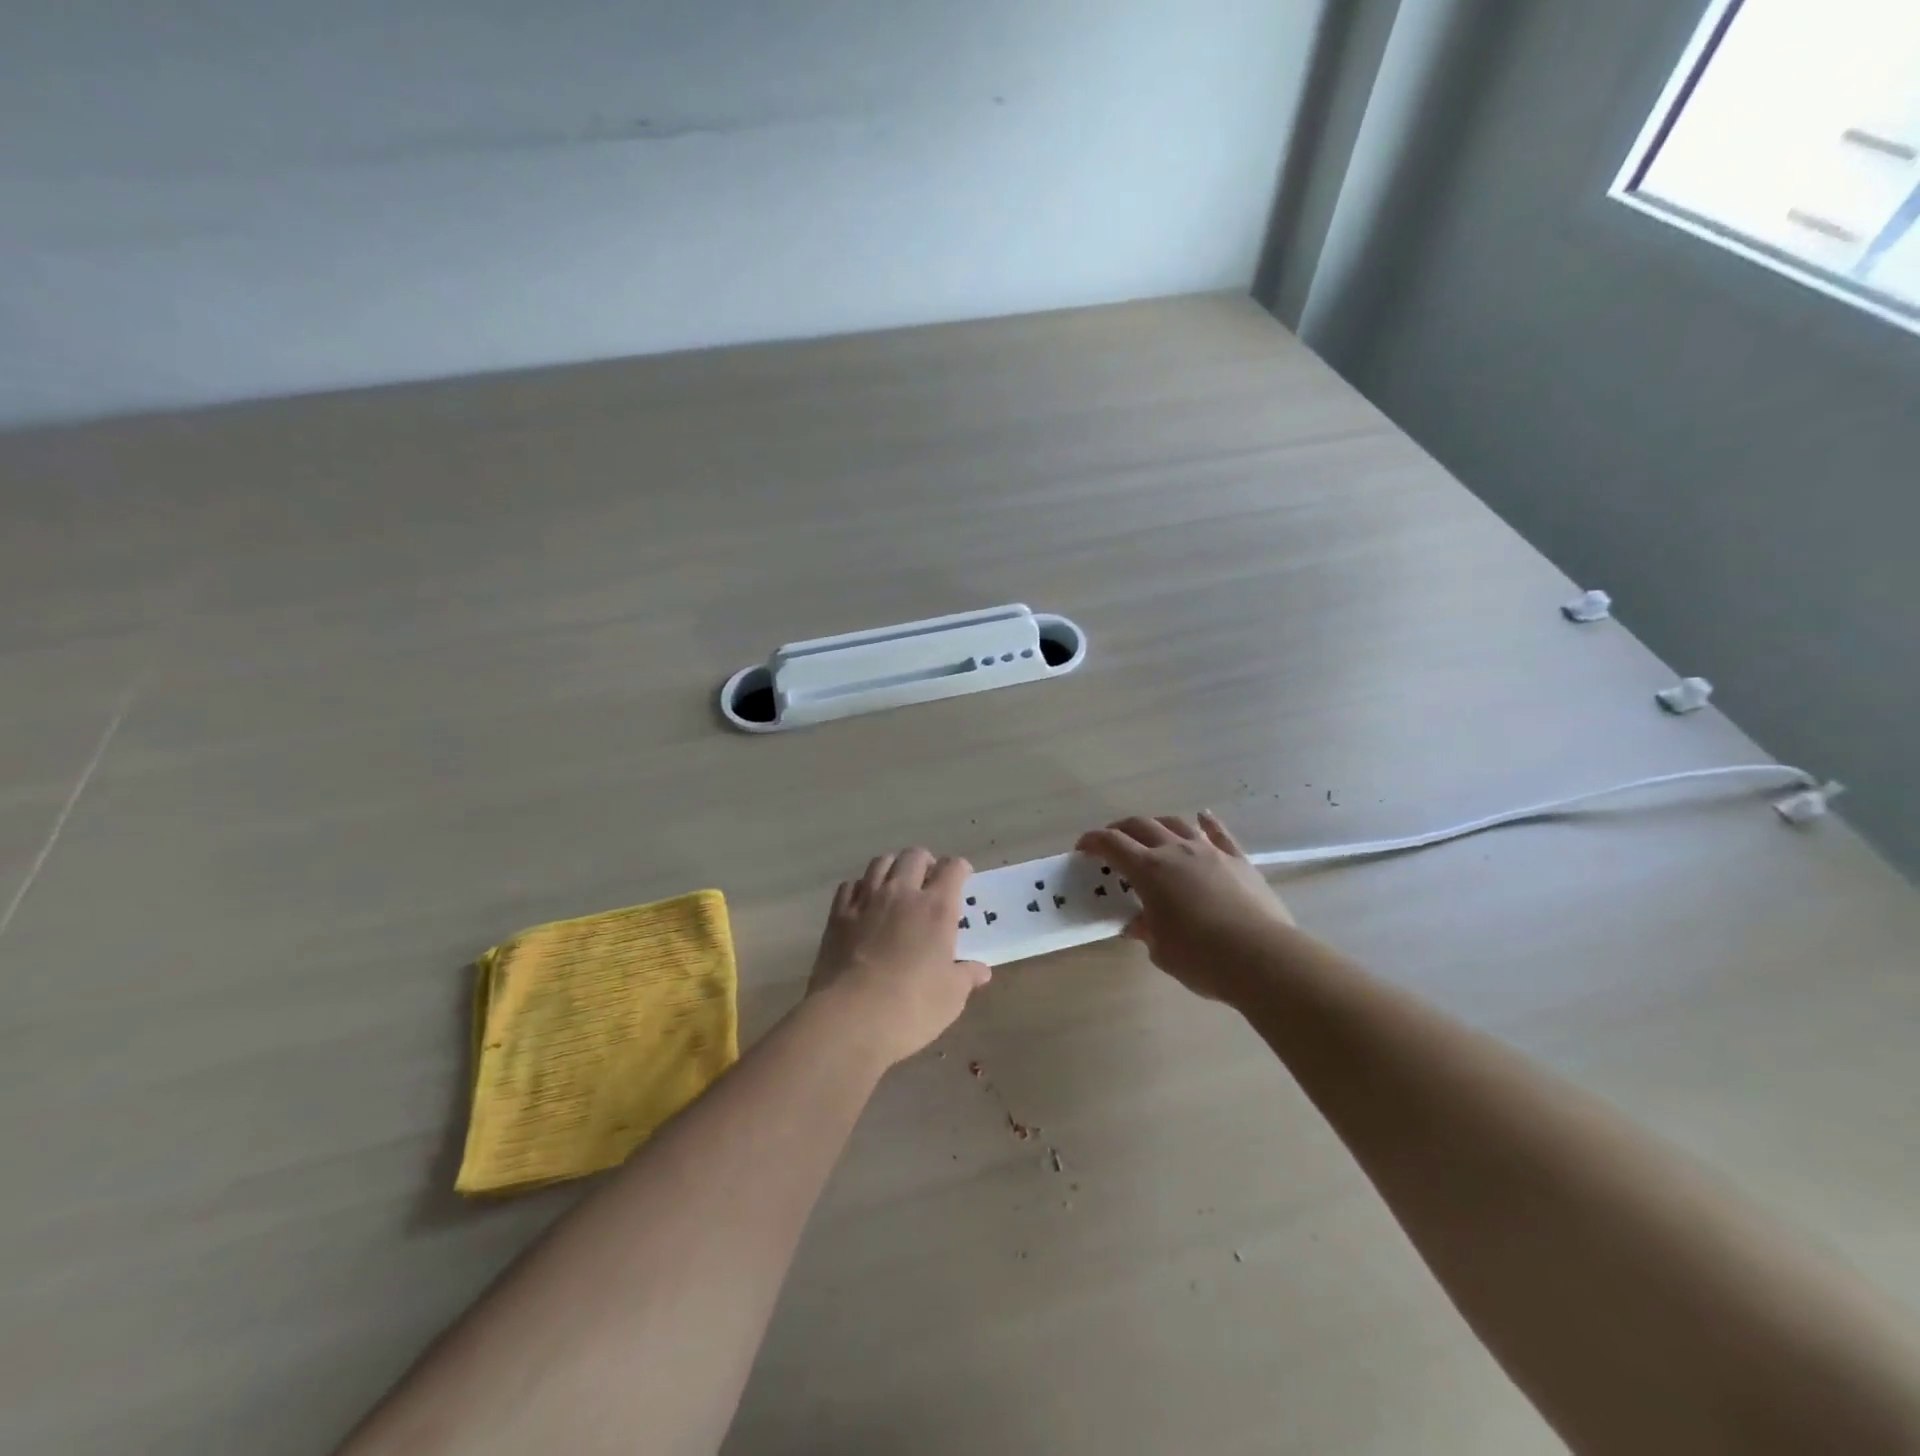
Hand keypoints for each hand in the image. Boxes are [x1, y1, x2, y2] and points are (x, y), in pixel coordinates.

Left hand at [807, 848, 991, 1065]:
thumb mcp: (951, 997)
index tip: (963, 880)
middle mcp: (901, 893)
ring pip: (881, 862)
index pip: (952, 868)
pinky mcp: (838, 915)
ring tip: (897, 884)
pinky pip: (850, 885)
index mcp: (936, 907)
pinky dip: (861, 886)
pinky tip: (864, 902)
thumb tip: (981, 970)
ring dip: (893, 867)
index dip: (960, 869)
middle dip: (926, 862)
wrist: (850, 1018)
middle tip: (929, 880)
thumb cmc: (911, 1007)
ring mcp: (866, 900)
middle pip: (914, 856)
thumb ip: (967, 976)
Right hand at [1075, 812, 1293, 1000]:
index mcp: (1149, 870)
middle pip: (1141, 826)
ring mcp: (1210, 852)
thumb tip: (1139, 924)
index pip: (1112, 844)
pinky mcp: (1239, 860)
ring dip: (1158, 824)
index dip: (1093, 841)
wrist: (1262, 957)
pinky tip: (1202, 817)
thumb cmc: (1201, 957)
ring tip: (1152, 833)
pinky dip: (1207, 822)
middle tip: (1112, 843)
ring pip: (1177, 824)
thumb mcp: (1162, 950)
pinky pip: (1219, 833)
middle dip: (1121, 829)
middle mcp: (1176, 851)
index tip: (1083, 848)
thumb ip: (1147, 931)